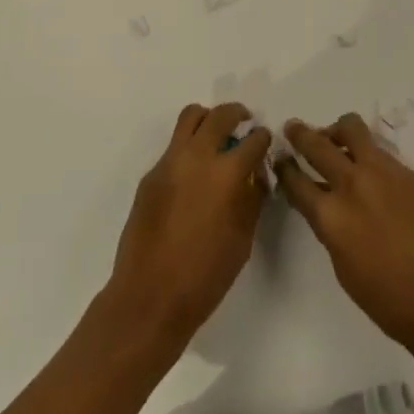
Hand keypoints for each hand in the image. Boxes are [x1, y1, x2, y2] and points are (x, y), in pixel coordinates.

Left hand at [108, 102, 272, 338]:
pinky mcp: (151, 174)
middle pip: (222, 115)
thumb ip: (252, 198)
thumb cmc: (204, 276)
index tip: (264, 144)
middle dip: (238, 114)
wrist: (149, 299)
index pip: (254, 139)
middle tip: (244, 125)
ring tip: (216, 137)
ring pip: (191, 116)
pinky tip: (192, 174)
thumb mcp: (243, 238)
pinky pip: (174, 146)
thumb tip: (255, 174)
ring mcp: (170, 161)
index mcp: (227, 173)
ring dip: (209, 119)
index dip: (263, 139)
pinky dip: (188, 147)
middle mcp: (198, 156)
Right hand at [276, 113, 413, 351]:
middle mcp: (352, 184)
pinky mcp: (405, 170)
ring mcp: (381, 171)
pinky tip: (368, 168)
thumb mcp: (342, 264)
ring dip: (336, 130)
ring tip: (333, 139)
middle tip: (293, 129)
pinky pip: (378, 149)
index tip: (280, 159)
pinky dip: (366, 152)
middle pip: (318, 144)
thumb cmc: (385, 297)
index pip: (297, 181)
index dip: (285, 168)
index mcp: (331, 215)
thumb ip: (329, 226)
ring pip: (351, 128)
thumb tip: (325, 204)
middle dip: (301, 134)